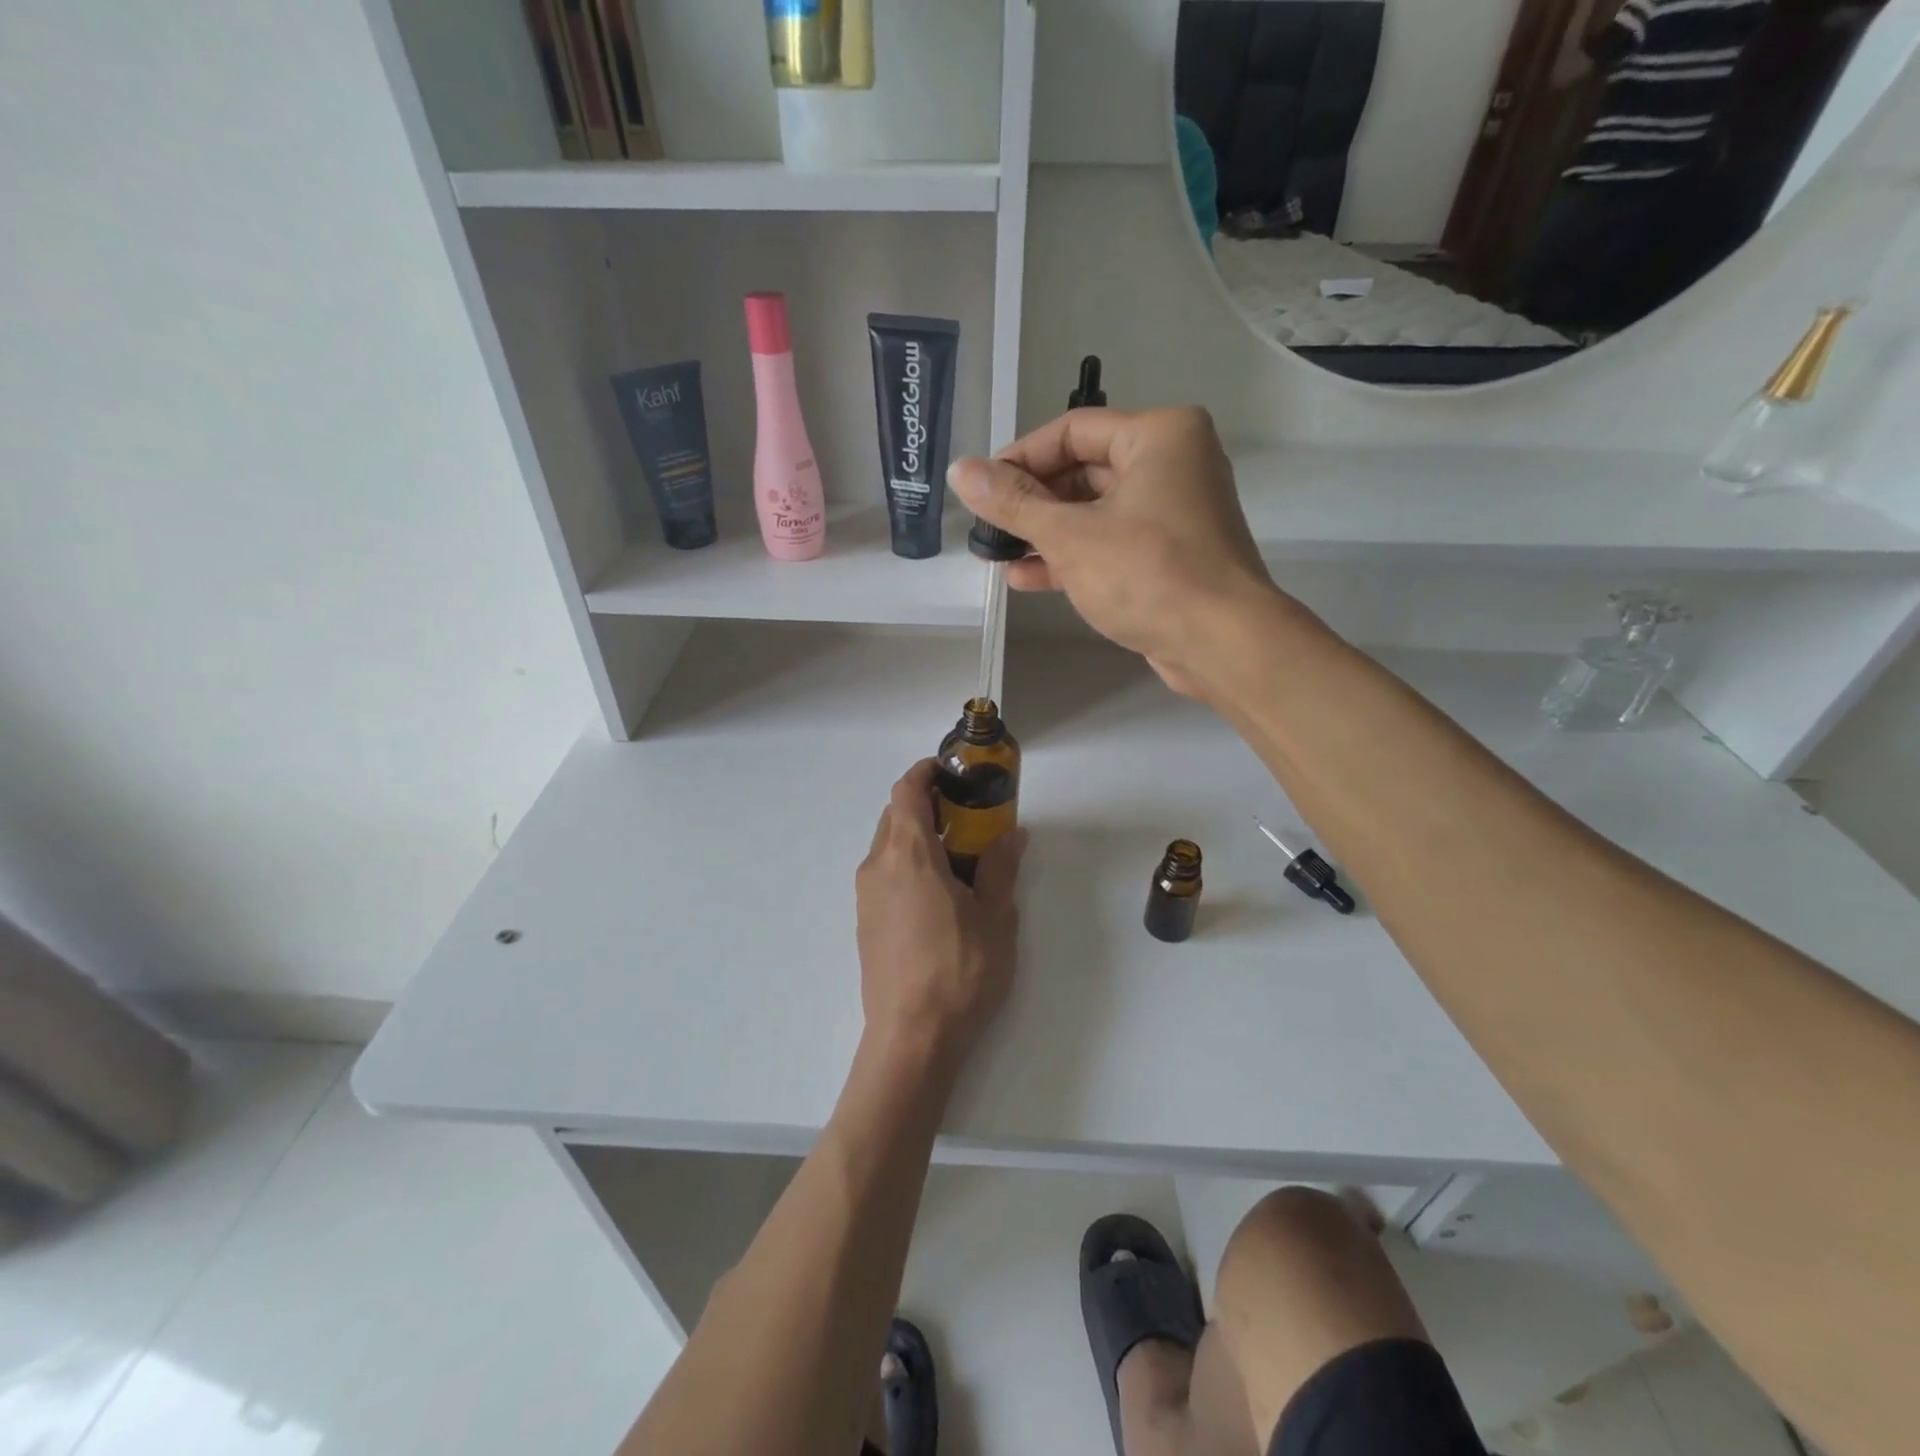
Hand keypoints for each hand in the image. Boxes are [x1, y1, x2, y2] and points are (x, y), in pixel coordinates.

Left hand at [856, 761, 1025, 1072]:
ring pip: (888, 846)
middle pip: (895, 815)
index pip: (906, 790)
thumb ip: (1000, 867)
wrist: (911, 1039)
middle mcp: (877, 866)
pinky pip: (884, 875)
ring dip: (918, 837)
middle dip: (928, 806)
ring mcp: (866, 896)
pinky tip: (938, 896)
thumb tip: (1011, 833)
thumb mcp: (996, 917)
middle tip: (968, 817)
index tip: (953, 773)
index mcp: (907, 854)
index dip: (926, 772)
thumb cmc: (959, 971)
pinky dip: (907, 865)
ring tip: (958, 858)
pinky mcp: (865, 923)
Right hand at [947, 407, 1282, 697]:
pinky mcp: (1169, 556)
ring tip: (996, 553)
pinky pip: (1110, 543)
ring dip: (1045, 533)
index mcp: (1159, 436)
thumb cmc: (1149, 574)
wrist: (1221, 644)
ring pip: (1094, 512)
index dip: (1019, 458)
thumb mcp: (1070, 535)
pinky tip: (1026, 577)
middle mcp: (1171, 464)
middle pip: (1082, 471)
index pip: (1072, 430)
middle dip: (1031, 502)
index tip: (980, 489)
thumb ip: (1013, 503)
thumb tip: (960, 470)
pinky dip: (1072, 557)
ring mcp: (1172, 513)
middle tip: (987, 526)